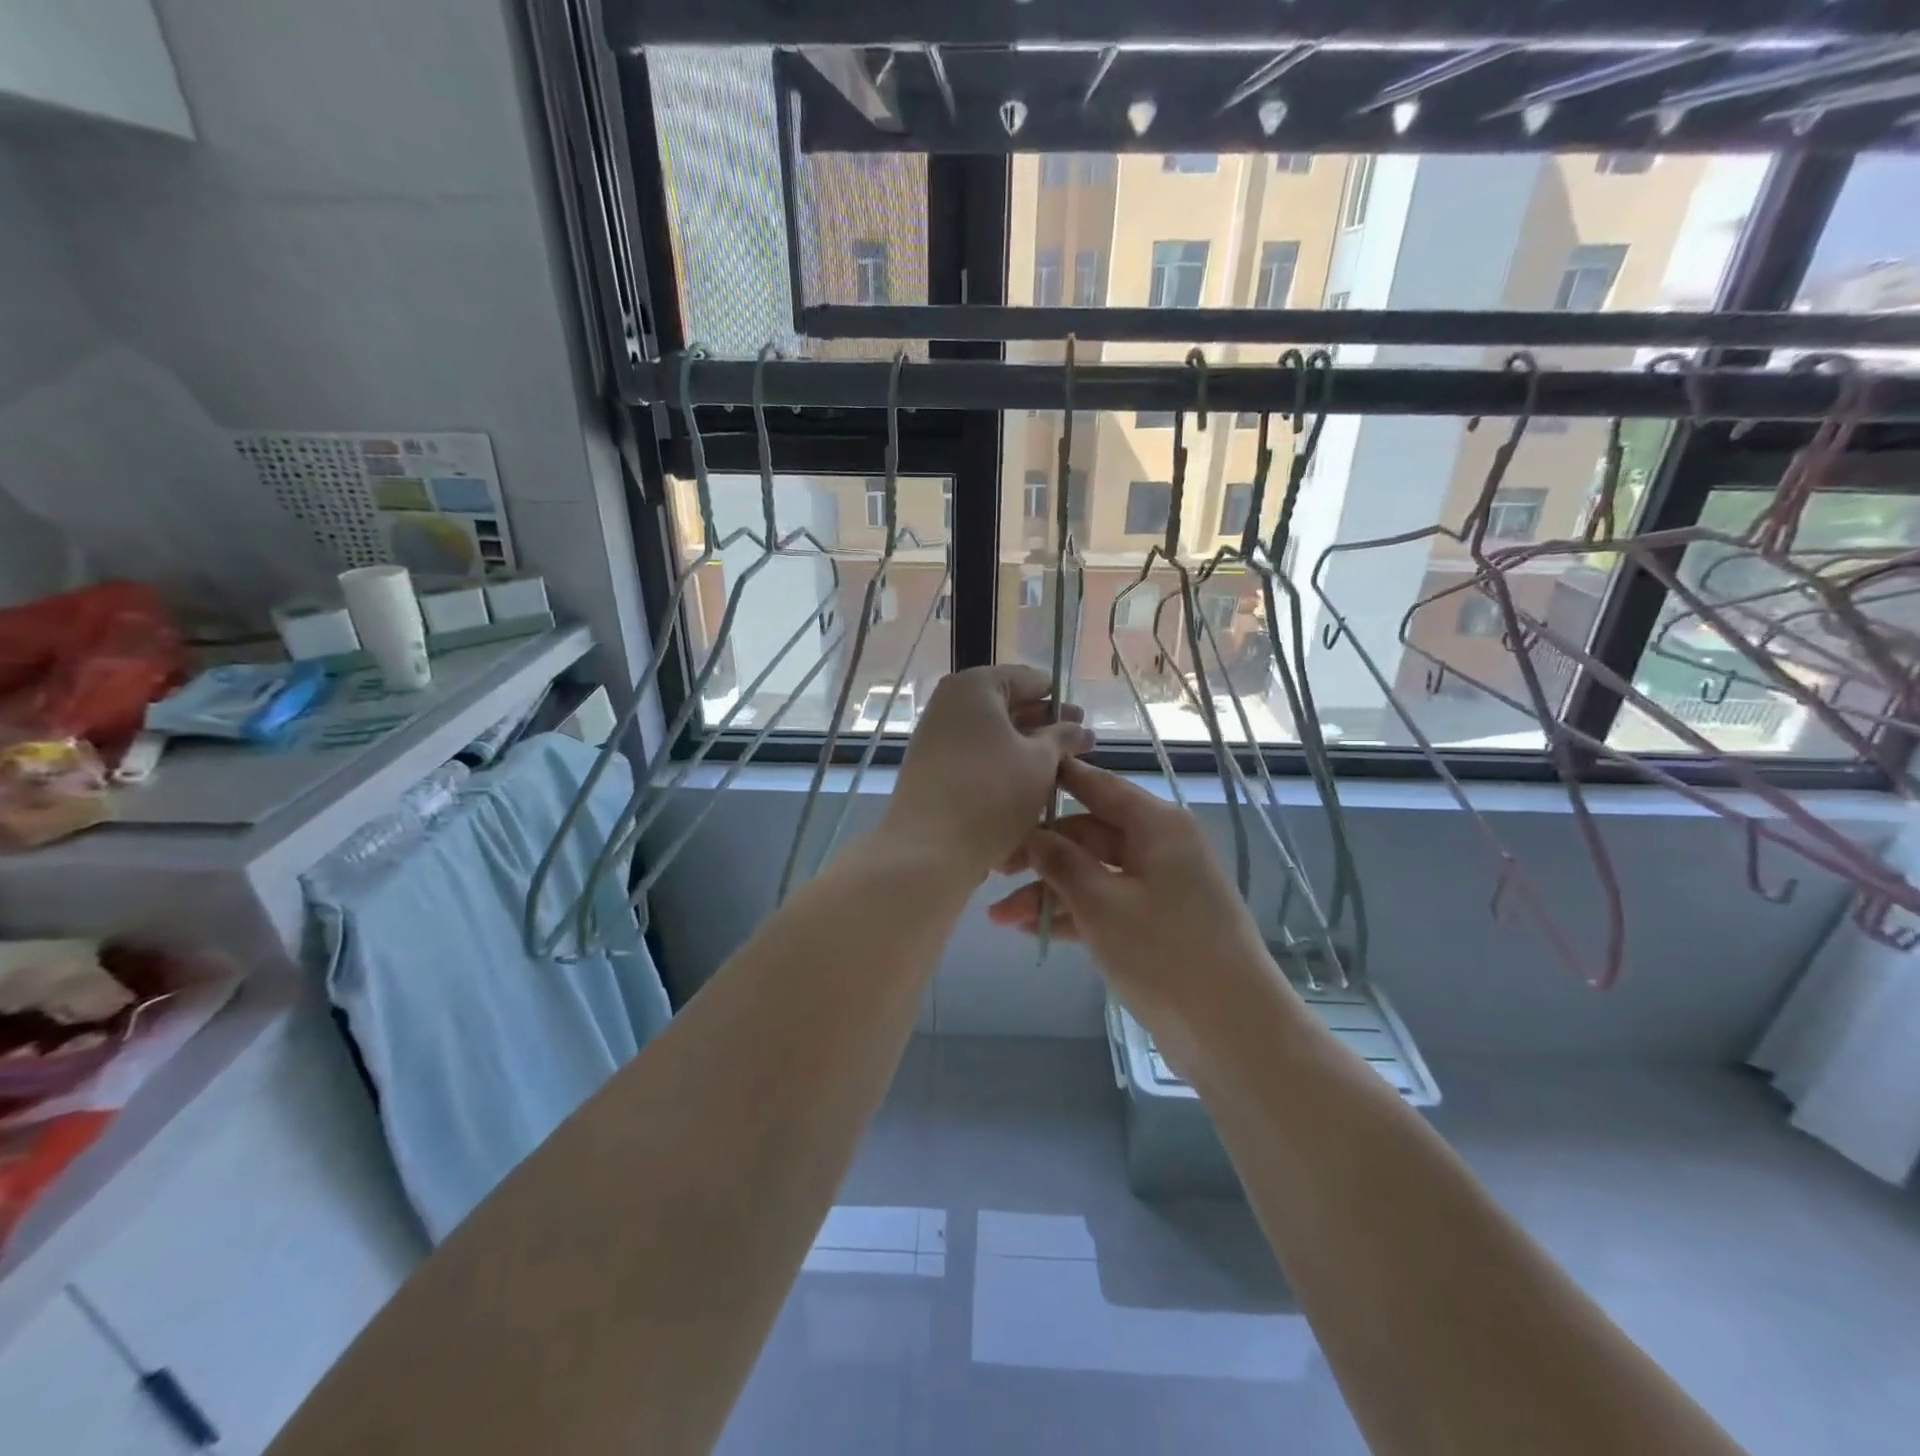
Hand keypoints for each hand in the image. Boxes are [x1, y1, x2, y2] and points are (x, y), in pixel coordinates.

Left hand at [877, 665, 1094, 883]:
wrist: (929, 848)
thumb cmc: (992, 793)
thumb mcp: (1040, 762)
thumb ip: (1062, 738)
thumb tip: (1077, 728)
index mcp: (974, 687)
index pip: (1026, 679)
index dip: (1056, 697)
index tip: (1082, 716)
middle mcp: (949, 705)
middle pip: (1007, 708)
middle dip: (1045, 726)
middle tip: (1082, 744)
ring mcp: (937, 739)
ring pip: (993, 738)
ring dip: (1026, 751)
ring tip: (1062, 770)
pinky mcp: (933, 772)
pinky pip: (976, 761)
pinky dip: (1003, 768)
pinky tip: (1030, 788)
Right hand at [987, 758, 1279, 1051]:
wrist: (1233, 1032)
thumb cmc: (1165, 953)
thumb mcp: (1102, 904)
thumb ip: (1061, 863)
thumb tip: (1031, 835)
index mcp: (1156, 825)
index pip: (1097, 785)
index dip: (1055, 780)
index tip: (1011, 778)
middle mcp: (1159, 846)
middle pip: (1088, 833)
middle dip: (1040, 853)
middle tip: (991, 870)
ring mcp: (1159, 886)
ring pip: (1092, 873)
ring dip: (1048, 891)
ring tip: (997, 916)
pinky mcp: (1156, 923)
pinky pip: (1105, 904)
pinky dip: (1071, 914)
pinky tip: (1028, 930)